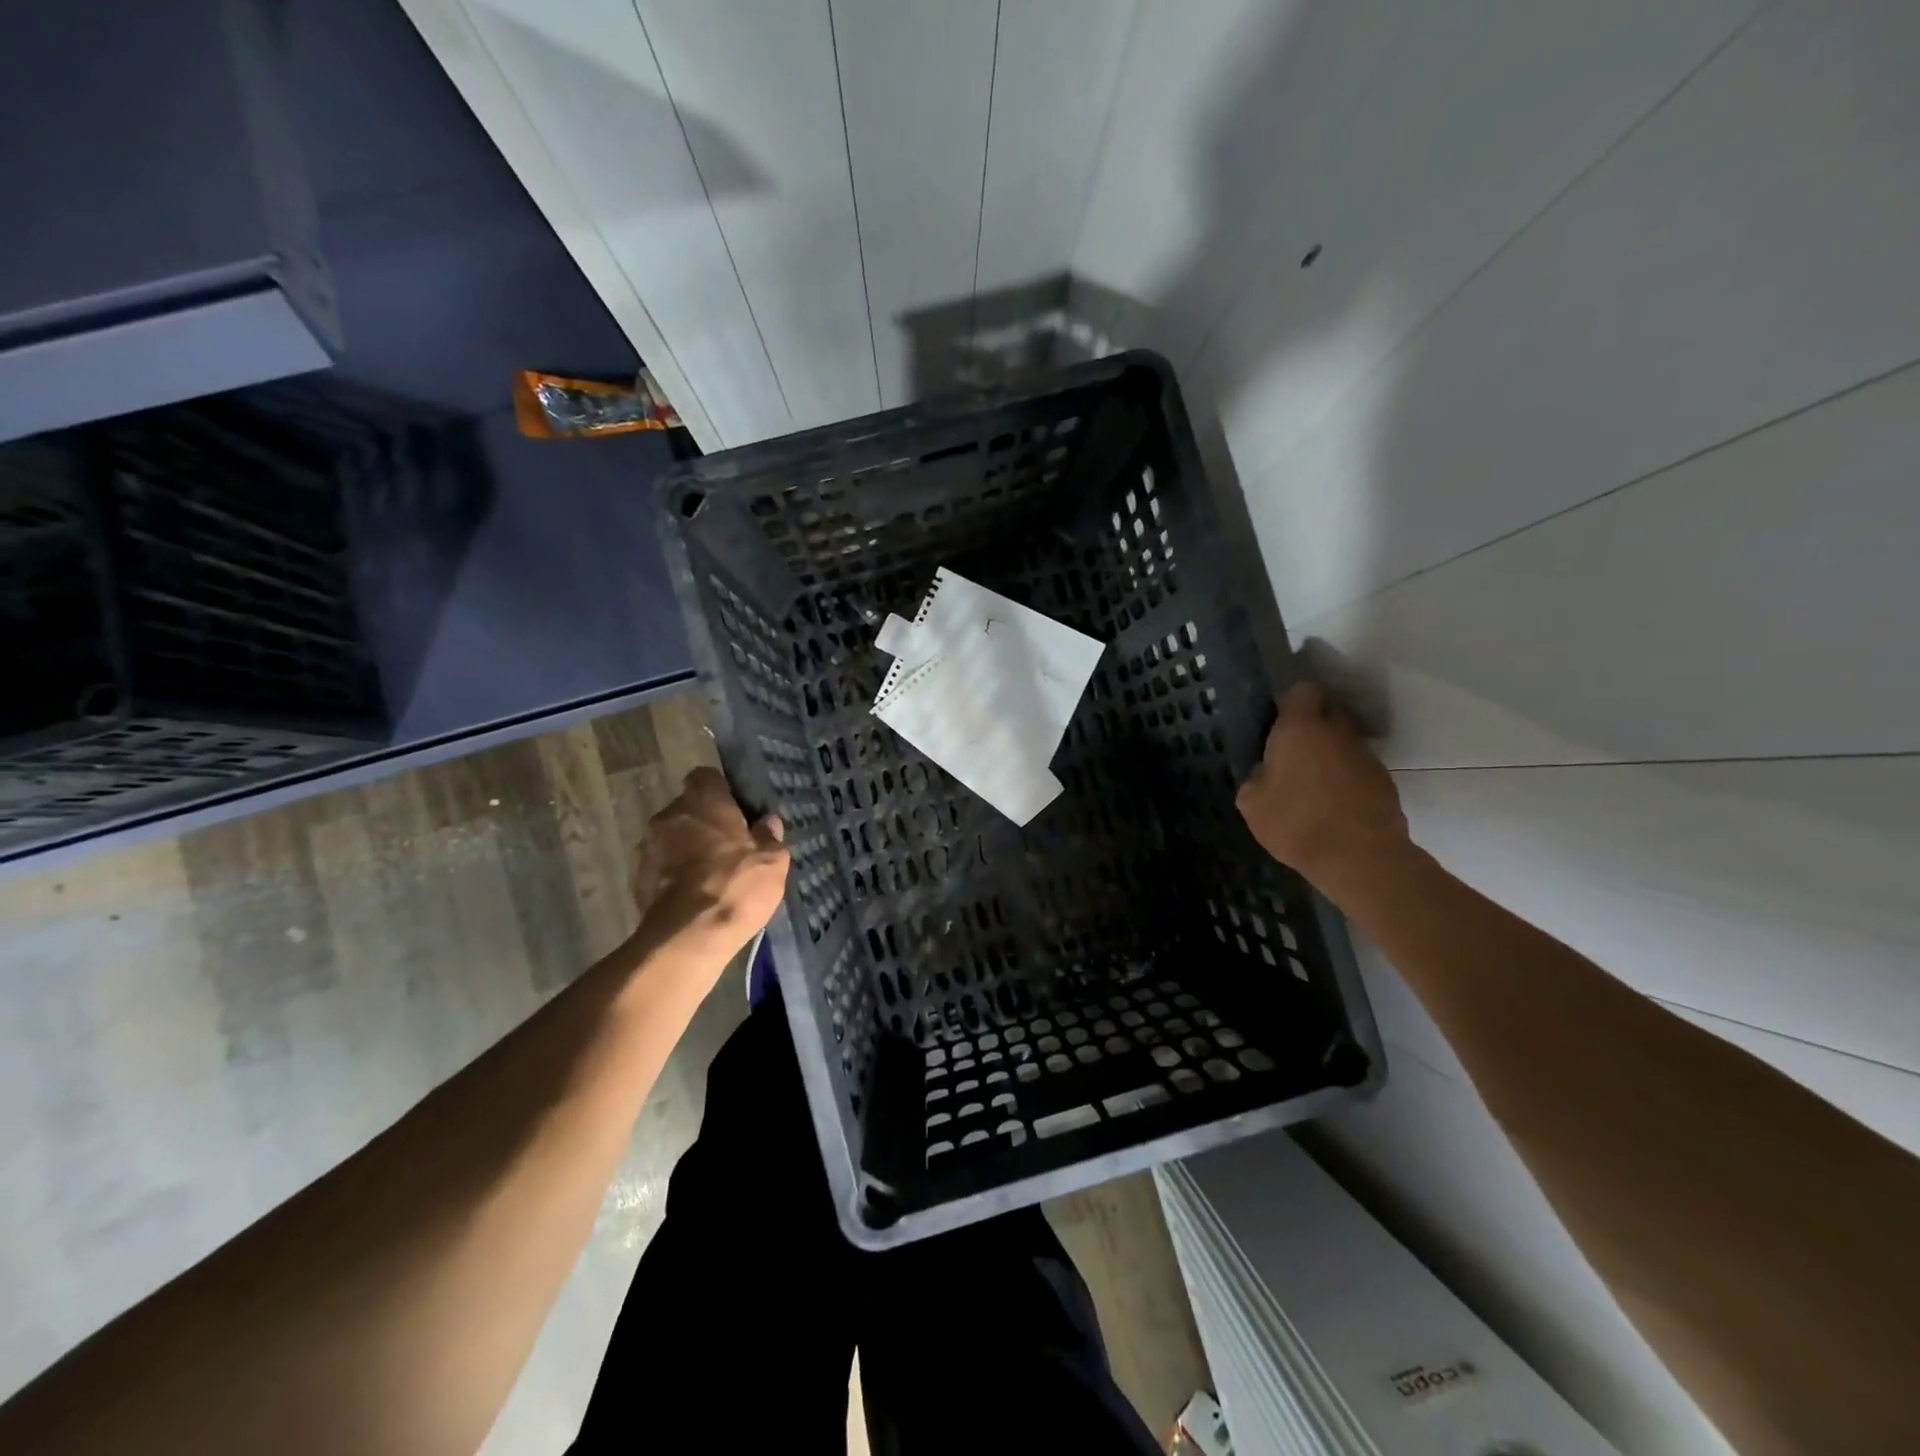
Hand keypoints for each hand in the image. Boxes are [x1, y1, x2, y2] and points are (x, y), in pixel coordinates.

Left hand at [632, 767, 788, 955]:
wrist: (687, 937)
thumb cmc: (736, 886)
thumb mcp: (772, 862)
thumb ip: (770, 838)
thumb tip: (769, 823)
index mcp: (703, 802)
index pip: (706, 776)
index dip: (721, 790)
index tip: (736, 810)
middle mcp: (670, 816)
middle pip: (687, 808)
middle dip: (704, 822)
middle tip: (728, 845)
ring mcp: (648, 847)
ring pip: (671, 838)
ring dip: (687, 849)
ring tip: (710, 874)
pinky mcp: (637, 879)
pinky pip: (661, 867)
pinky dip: (674, 875)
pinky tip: (693, 896)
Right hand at [1235, 682, 1411, 899]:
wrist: (1360, 858)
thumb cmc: (1296, 822)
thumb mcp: (1252, 803)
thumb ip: (1256, 778)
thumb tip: (1265, 772)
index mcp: (1301, 728)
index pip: (1301, 691)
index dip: (1289, 703)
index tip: (1276, 724)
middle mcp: (1337, 732)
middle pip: (1328, 711)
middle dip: (1312, 724)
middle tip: (1291, 752)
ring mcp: (1365, 755)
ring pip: (1344, 741)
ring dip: (1330, 753)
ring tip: (1311, 783)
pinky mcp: (1384, 781)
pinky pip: (1357, 767)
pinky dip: (1345, 778)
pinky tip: (1331, 804)